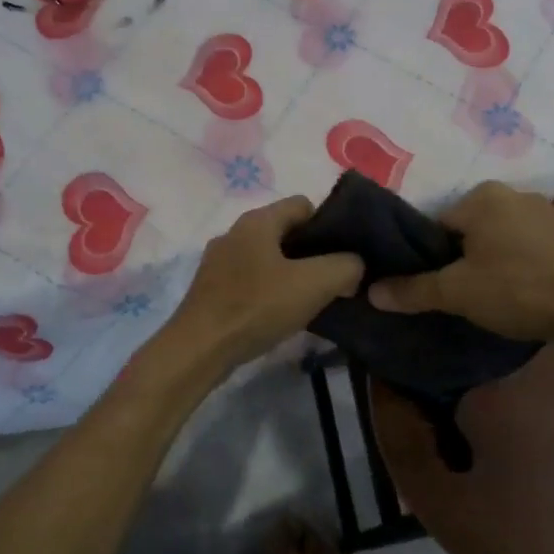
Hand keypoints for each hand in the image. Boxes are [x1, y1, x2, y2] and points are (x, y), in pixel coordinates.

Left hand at [165, 197, 362, 370]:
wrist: (199, 349)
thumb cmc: (256, 307)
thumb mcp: (314, 284)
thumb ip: (345, 266)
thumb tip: (354, 264)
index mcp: (257, 220)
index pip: (303, 204)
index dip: (329, 225)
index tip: (344, 255)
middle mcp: (235, 232)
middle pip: (285, 231)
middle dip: (312, 252)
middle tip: (333, 280)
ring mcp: (219, 260)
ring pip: (267, 257)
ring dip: (291, 273)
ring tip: (310, 300)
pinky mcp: (211, 288)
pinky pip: (250, 279)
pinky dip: (268, 290)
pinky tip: (279, 314)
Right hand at [368, 182, 553, 341]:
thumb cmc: (517, 290)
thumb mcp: (456, 292)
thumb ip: (412, 289)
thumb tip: (371, 291)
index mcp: (482, 196)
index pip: (437, 224)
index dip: (430, 256)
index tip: (436, 284)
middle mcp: (514, 193)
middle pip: (468, 227)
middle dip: (461, 256)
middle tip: (461, 292)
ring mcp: (546, 211)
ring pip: (499, 235)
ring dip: (492, 257)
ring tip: (492, 293)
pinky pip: (528, 243)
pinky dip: (520, 259)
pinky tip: (522, 285)